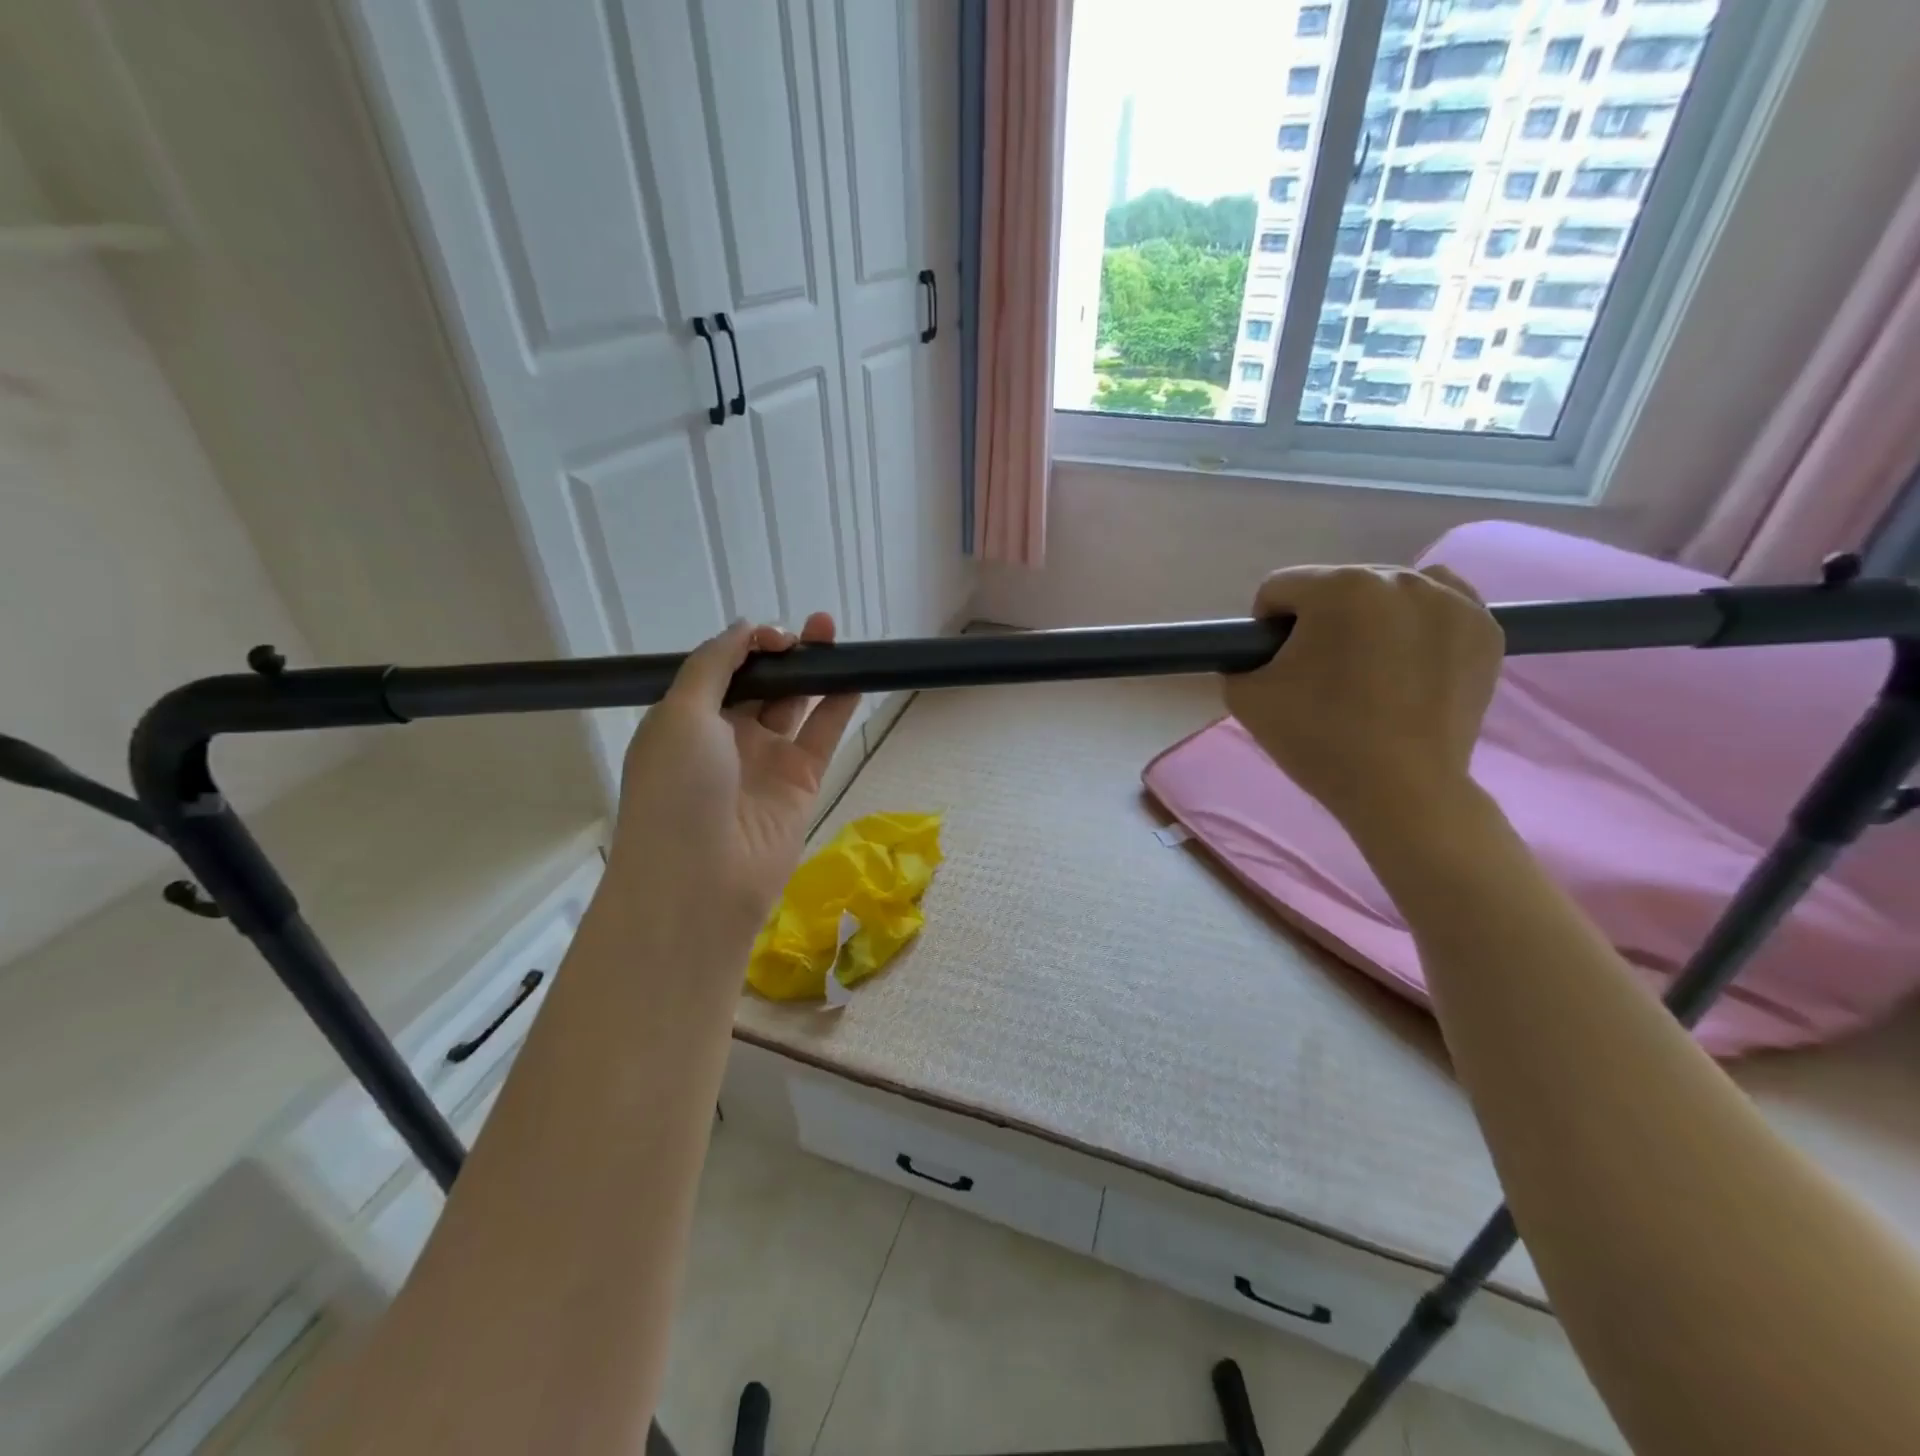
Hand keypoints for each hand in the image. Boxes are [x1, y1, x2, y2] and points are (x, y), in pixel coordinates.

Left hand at [609, 612, 859, 962]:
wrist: (701, 879)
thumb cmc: (677, 789)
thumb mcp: (680, 714)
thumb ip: (714, 663)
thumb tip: (746, 627)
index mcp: (686, 720)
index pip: (722, 670)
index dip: (749, 646)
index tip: (777, 635)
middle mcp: (725, 737)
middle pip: (761, 684)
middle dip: (786, 654)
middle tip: (817, 628)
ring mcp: (765, 761)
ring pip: (795, 705)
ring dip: (815, 673)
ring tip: (837, 639)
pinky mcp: (800, 783)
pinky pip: (821, 736)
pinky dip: (838, 707)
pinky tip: (854, 679)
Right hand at [1222, 565, 1502, 836]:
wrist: (1401, 791)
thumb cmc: (1318, 739)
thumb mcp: (1246, 696)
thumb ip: (1238, 658)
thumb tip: (1256, 651)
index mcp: (1339, 587)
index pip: (1280, 588)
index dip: (1266, 628)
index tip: (1277, 666)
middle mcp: (1399, 578)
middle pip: (1335, 586)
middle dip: (1320, 622)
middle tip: (1321, 675)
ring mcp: (1452, 601)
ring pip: (1386, 593)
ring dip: (1367, 619)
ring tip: (1367, 670)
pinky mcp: (1486, 628)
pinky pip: (1438, 606)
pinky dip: (1417, 625)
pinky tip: (1408, 662)